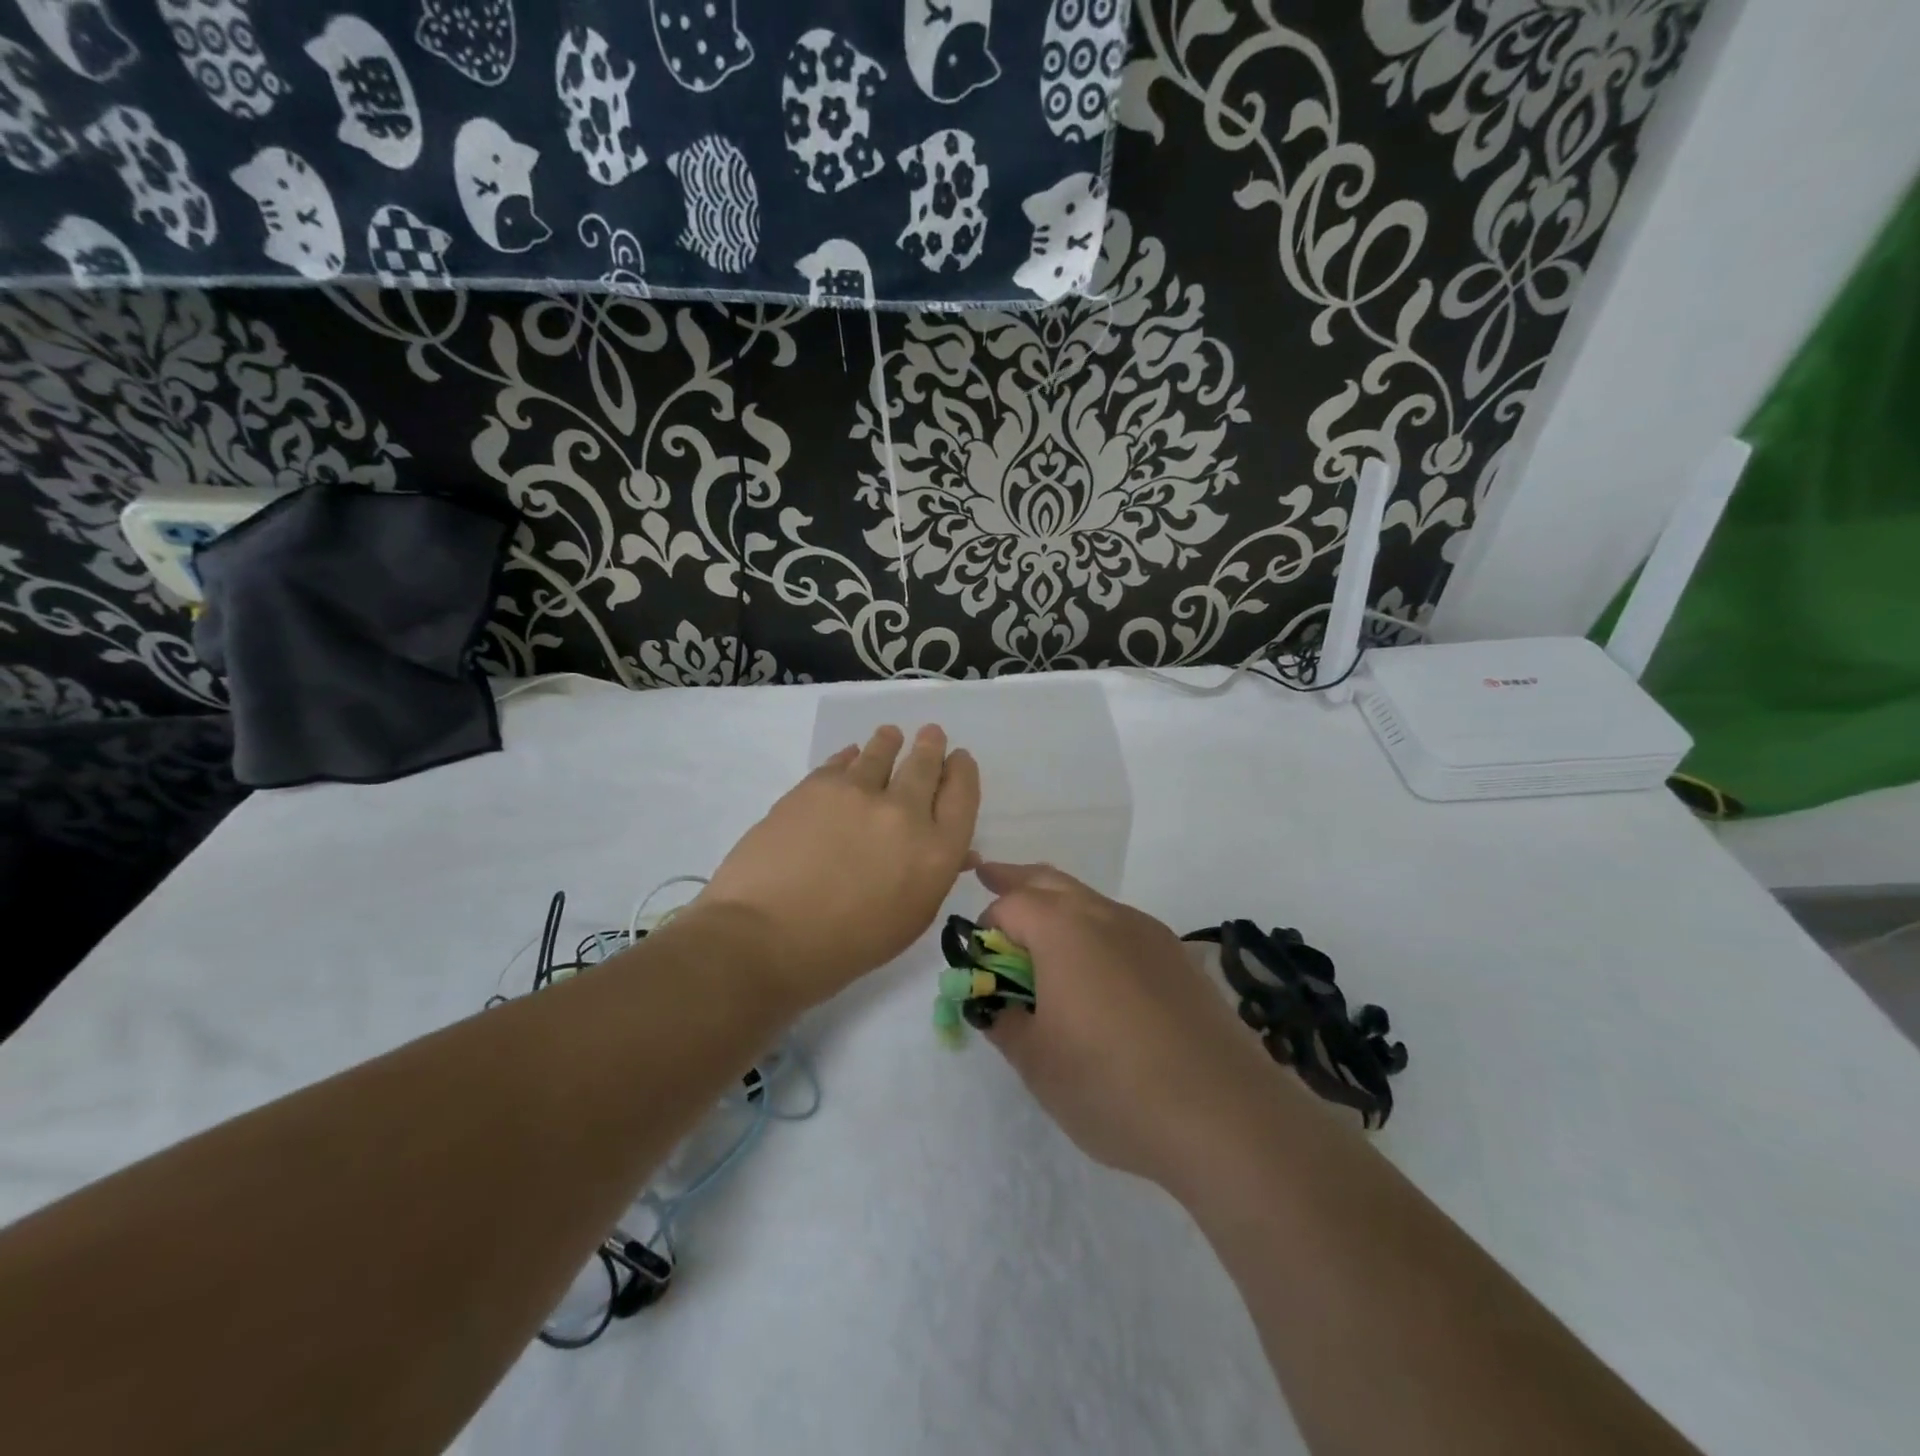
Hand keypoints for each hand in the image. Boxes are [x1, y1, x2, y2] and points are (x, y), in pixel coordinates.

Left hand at [701, 725, 980, 1009]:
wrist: (766, 937)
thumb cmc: (845, 947)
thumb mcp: (909, 921)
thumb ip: (935, 877)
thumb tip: (959, 852)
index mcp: (936, 852)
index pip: (962, 796)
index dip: (963, 773)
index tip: (959, 760)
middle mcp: (905, 812)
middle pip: (926, 765)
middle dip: (931, 747)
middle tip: (931, 735)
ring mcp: (858, 793)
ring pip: (882, 752)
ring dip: (890, 742)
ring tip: (890, 735)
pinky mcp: (816, 785)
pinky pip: (841, 761)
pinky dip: (851, 756)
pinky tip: (851, 756)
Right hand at [977, 862, 1292, 1188]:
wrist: (1226, 1114)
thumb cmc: (1112, 1085)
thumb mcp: (1038, 1063)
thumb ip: (1005, 1023)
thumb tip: (998, 1006)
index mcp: (1063, 929)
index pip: (1010, 905)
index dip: (985, 927)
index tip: (978, 961)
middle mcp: (1107, 915)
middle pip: (1051, 881)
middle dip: (1017, 879)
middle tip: (990, 875)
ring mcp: (1150, 933)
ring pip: (1091, 901)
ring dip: (1059, 906)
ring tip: (1041, 931)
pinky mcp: (1179, 958)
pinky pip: (1123, 928)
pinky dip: (1095, 931)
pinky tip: (1097, 974)